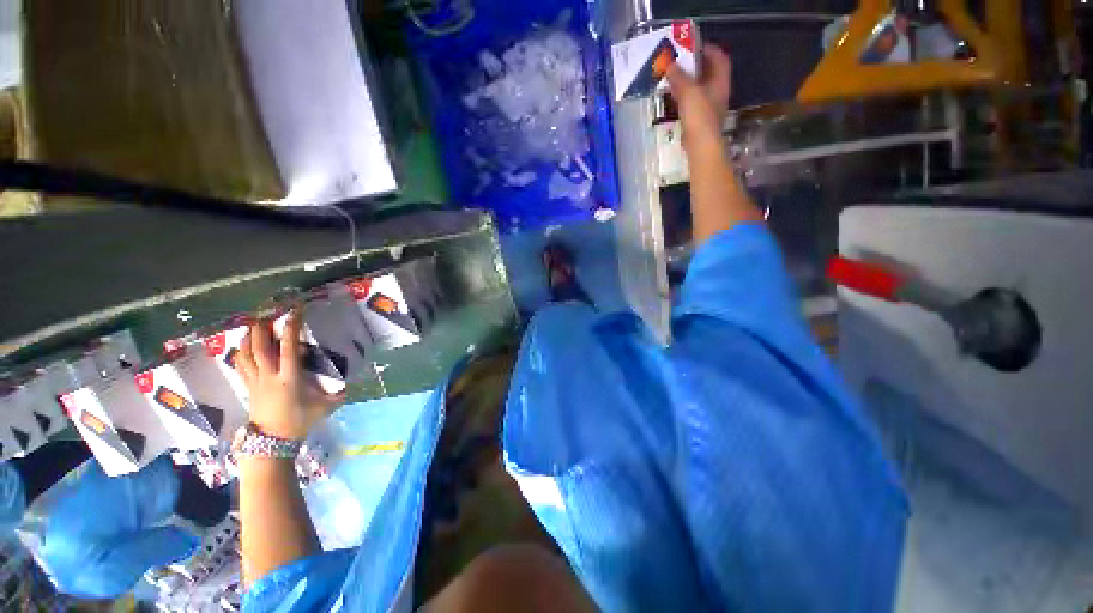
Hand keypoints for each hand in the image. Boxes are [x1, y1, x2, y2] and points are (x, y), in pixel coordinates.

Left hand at [236, 309, 343, 440]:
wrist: (272, 440)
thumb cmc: (300, 421)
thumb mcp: (325, 407)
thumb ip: (338, 394)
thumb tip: (350, 384)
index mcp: (290, 378)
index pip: (289, 347)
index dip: (291, 328)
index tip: (295, 312)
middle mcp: (270, 375)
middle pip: (260, 347)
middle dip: (262, 327)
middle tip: (268, 312)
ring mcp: (256, 381)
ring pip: (246, 353)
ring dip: (249, 336)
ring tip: (254, 324)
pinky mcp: (248, 386)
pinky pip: (240, 364)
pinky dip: (241, 351)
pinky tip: (244, 344)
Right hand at [666, 44, 731, 153]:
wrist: (701, 145)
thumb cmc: (700, 115)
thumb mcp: (689, 91)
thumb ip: (679, 77)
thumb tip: (669, 64)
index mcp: (720, 81)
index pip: (719, 58)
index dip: (709, 49)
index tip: (695, 45)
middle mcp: (717, 92)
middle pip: (709, 73)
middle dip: (695, 66)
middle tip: (680, 61)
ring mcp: (709, 107)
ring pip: (699, 89)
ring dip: (687, 82)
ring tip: (672, 78)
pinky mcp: (699, 120)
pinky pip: (691, 103)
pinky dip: (683, 98)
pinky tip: (672, 99)